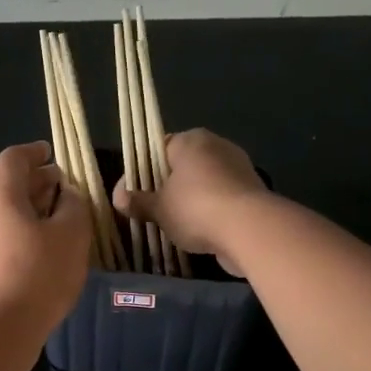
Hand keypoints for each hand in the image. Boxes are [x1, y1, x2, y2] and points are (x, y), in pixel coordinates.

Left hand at [0, 142, 90, 340]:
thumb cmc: (38, 274)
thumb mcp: (71, 235)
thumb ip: (73, 205)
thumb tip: (66, 193)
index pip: (12, 159)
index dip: (33, 152)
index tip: (51, 153)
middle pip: (4, 185)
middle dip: (33, 182)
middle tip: (60, 187)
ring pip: (0, 213)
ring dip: (25, 209)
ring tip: (53, 220)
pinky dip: (16, 232)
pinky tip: (36, 250)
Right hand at [113, 128, 270, 276]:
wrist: (250, 229)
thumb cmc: (196, 208)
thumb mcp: (159, 208)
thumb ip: (138, 202)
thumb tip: (118, 198)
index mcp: (190, 140)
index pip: (158, 148)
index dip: (141, 170)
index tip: (133, 193)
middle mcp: (216, 145)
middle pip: (182, 165)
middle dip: (166, 186)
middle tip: (150, 210)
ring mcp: (238, 167)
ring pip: (203, 182)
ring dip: (189, 200)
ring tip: (173, 224)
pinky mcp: (252, 190)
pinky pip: (221, 197)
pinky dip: (210, 210)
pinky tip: (199, 230)